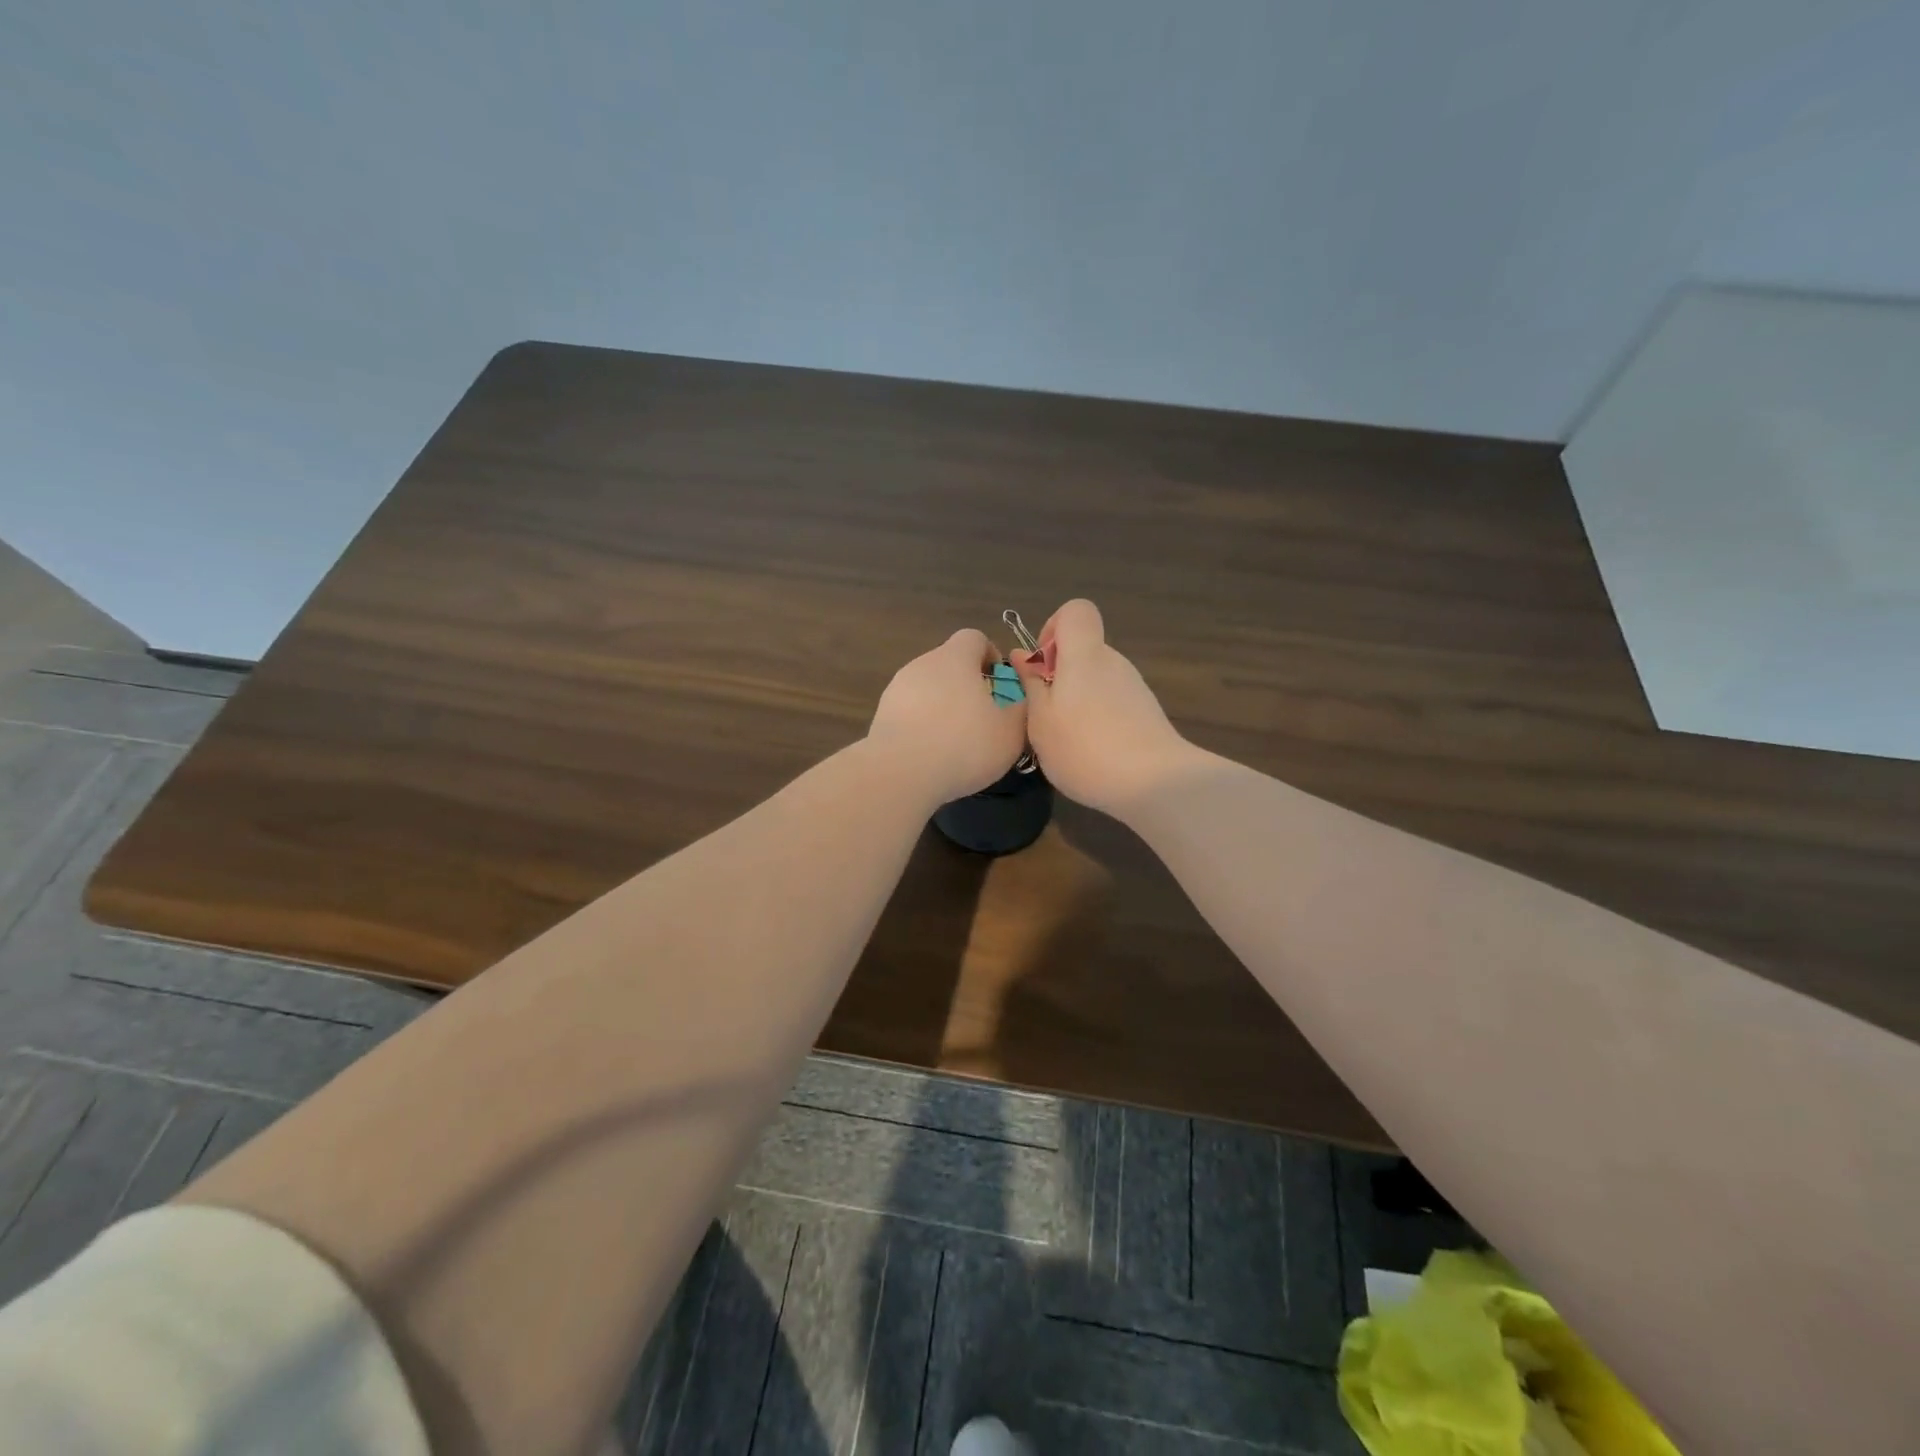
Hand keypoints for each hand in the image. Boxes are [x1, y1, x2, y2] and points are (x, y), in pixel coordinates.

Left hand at [868, 629, 1029, 805]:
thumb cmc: (964, 745)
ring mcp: (897, 689)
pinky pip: (910, 713)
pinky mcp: (882, 715)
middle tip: (983, 719)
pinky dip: (923, 726)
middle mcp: (923, 664)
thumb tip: (1021, 699)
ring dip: (943, 707)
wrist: (900, 774)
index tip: (1000, 686)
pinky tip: (931, 754)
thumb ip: (1022, 709)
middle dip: (968, 686)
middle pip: (950, 664)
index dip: (990, 656)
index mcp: (955, 658)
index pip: (974, 638)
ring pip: (928, 689)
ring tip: (956, 742)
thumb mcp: (1011, 732)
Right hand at [1011, 600, 1193, 814]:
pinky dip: (1098, 719)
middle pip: (1083, 651)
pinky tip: (1093, 755)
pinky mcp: (1146, 713)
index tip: (1041, 666)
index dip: (1053, 629)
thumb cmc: (1085, 748)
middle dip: (1059, 675)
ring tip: (1067, 742)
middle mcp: (1113, 662)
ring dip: (1076, 701)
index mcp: (1085, 655)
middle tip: (1044, 716)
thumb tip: (1022, 654)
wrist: (1154, 783)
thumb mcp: (1041, 720)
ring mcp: (1134, 688)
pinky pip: (1112, 703)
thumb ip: (1031, 683)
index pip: (1075, 611)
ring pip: (1096, 680)